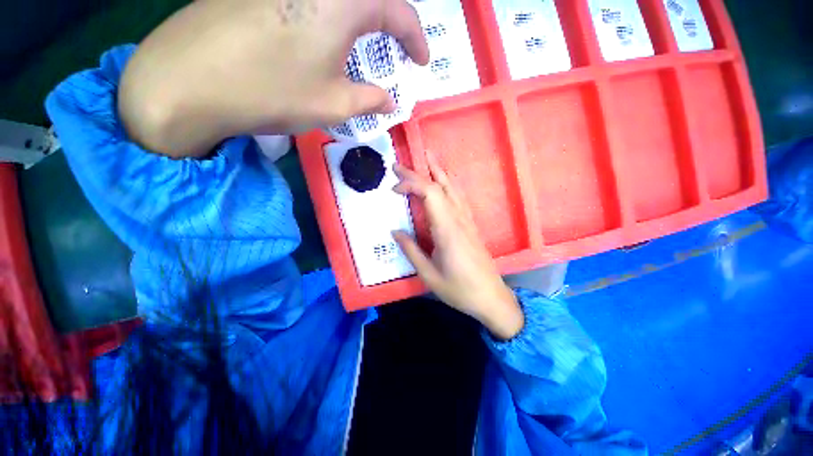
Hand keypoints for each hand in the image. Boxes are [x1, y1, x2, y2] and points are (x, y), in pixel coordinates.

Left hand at [118, 0, 428, 157]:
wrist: (188, 80)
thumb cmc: (272, 92)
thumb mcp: (334, 105)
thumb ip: (370, 100)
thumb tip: (390, 102)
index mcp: (344, 2)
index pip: (398, 12)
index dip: (416, 39)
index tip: (422, 61)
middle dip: (390, 22)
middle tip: (396, 47)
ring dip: (359, 18)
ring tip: (362, 45)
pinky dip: (328, 16)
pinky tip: (320, 36)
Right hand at [392, 152, 523, 339]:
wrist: (491, 298)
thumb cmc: (459, 289)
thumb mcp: (429, 275)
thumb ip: (411, 250)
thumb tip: (395, 231)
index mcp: (447, 229)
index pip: (430, 193)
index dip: (411, 184)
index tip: (393, 189)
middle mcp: (458, 219)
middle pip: (439, 186)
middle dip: (418, 173)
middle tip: (400, 164)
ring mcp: (467, 220)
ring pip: (452, 188)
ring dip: (438, 171)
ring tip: (426, 158)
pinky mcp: (470, 225)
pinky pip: (458, 197)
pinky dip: (448, 184)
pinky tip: (444, 182)